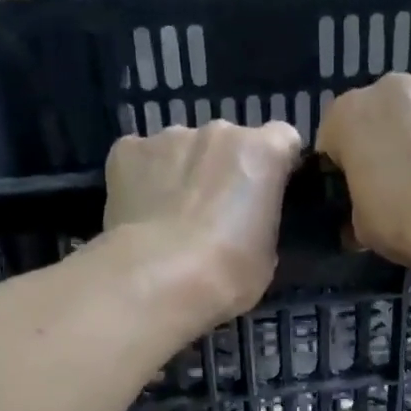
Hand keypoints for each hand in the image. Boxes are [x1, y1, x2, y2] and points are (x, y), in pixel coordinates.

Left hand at [104, 119, 301, 323]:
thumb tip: (246, 220)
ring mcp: (169, 137)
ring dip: (183, 171)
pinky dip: (142, 177)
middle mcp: (218, 132)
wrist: (158, 279)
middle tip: (215, 212)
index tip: (267, 192)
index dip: (276, 165)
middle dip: (224, 168)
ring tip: (172, 216)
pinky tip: (140, 212)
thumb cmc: (228, 272)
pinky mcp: (127, 151)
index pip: (283, 139)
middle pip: (228, 142)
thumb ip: (261, 219)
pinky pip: (140, 158)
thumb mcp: (267, 252)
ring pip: (182, 148)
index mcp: (262, 152)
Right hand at [316, 72, 410, 266]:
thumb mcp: (364, 229)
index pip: (333, 139)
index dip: (344, 167)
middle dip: (386, 143)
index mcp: (348, 116)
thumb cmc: (407, 219)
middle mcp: (389, 87)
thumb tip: (361, 220)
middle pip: (379, 116)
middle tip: (402, 184)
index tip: (359, 192)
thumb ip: (356, 211)